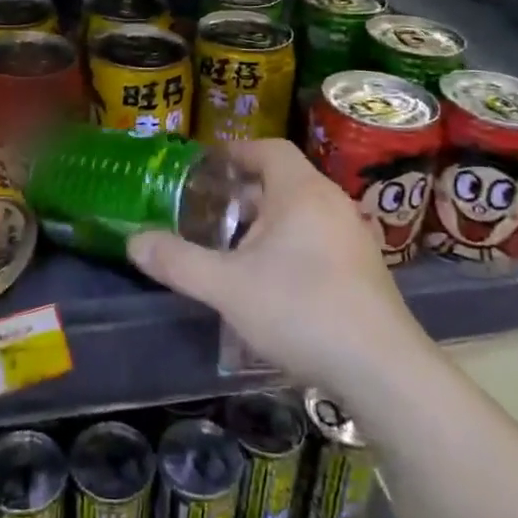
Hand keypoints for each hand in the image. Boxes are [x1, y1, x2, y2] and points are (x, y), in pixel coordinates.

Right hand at [126, 140, 424, 392]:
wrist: (382, 369)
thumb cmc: (301, 309)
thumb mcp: (227, 287)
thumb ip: (179, 262)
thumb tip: (134, 241)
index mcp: (301, 191)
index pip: (269, 148)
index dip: (237, 151)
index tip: (207, 166)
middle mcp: (331, 203)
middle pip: (284, 180)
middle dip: (245, 192)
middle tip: (210, 211)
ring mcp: (353, 236)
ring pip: (302, 212)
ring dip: (267, 221)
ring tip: (234, 247)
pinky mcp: (365, 269)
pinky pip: (319, 238)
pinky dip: (291, 244)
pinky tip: (272, 281)